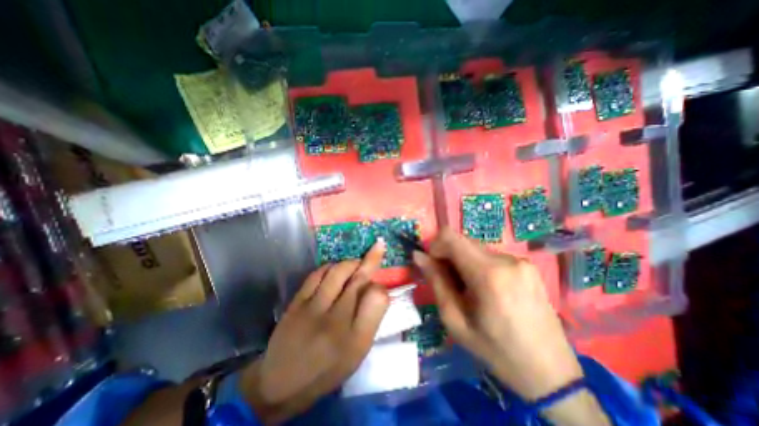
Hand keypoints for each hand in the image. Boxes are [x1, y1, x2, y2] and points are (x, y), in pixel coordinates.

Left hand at [240, 239, 386, 422]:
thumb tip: (377, 289)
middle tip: (377, 247)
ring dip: (351, 262)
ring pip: (338, 271)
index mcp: (356, 339)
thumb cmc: (327, 369)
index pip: (378, 298)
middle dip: (371, 259)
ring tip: (355, 263)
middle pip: (359, 279)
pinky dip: (330, 266)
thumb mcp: (357, 353)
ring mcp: (313, 309)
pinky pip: (317, 274)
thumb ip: (370, 320)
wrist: (281, 384)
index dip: (381, 286)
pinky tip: (334, 269)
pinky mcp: (296, 303)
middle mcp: (336, 321)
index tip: (380, 285)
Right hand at [410, 230, 582, 399]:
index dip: (436, 246)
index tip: (434, 265)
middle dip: (449, 256)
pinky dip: (479, 265)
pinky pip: (491, 255)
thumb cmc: (496, 350)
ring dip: (464, 261)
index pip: (451, 237)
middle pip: (463, 241)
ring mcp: (520, 260)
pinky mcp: (527, 265)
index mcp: (488, 274)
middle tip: (450, 282)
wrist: (551, 373)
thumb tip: (418, 255)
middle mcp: (506, 259)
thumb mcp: (455, 320)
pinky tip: (487, 289)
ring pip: (476, 248)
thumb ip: (436, 282)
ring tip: (470, 289)